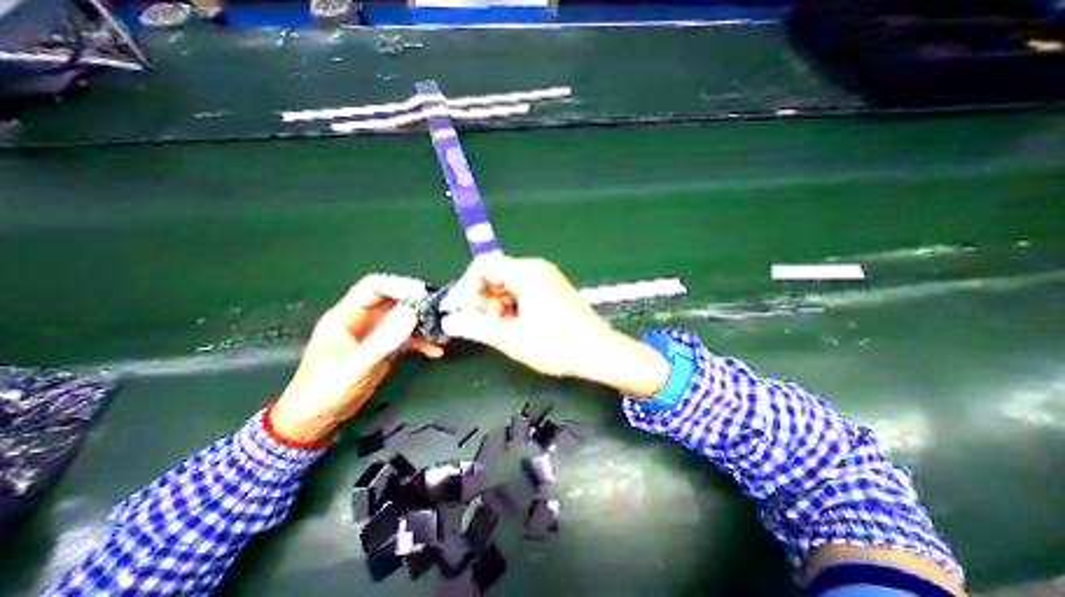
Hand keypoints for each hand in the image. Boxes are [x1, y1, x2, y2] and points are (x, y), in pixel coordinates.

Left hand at [274, 273, 445, 441]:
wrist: (317, 419)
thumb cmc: (325, 391)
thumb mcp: (355, 366)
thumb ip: (383, 340)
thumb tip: (411, 314)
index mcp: (346, 316)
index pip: (373, 288)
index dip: (399, 286)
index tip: (424, 294)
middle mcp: (363, 320)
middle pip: (394, 301)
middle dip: (419, 305)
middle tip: (441, 313)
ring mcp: (375, 333)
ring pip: (405, 318)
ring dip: (424, 324)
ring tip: (442, 334)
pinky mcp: (385, 347)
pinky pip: (408, 337)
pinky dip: (422, 342)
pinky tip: (435, 351)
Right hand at [439, 254, 666, 393]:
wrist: (599, 353)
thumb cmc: (557, 344)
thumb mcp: (512, 338)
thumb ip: (477, 328)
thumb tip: (450, 322)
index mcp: (526, 272)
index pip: (483, 267)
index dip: (464, 287)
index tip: (454, 311)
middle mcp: (536, 269)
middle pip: (495, 275)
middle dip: (481, 299)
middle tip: (477, 325)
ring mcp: (546, 279)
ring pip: (507, 286)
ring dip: (496, 306)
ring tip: (498, 330)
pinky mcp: (552, 291)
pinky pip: (522, 293)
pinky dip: (511, 308)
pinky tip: (513, 327)